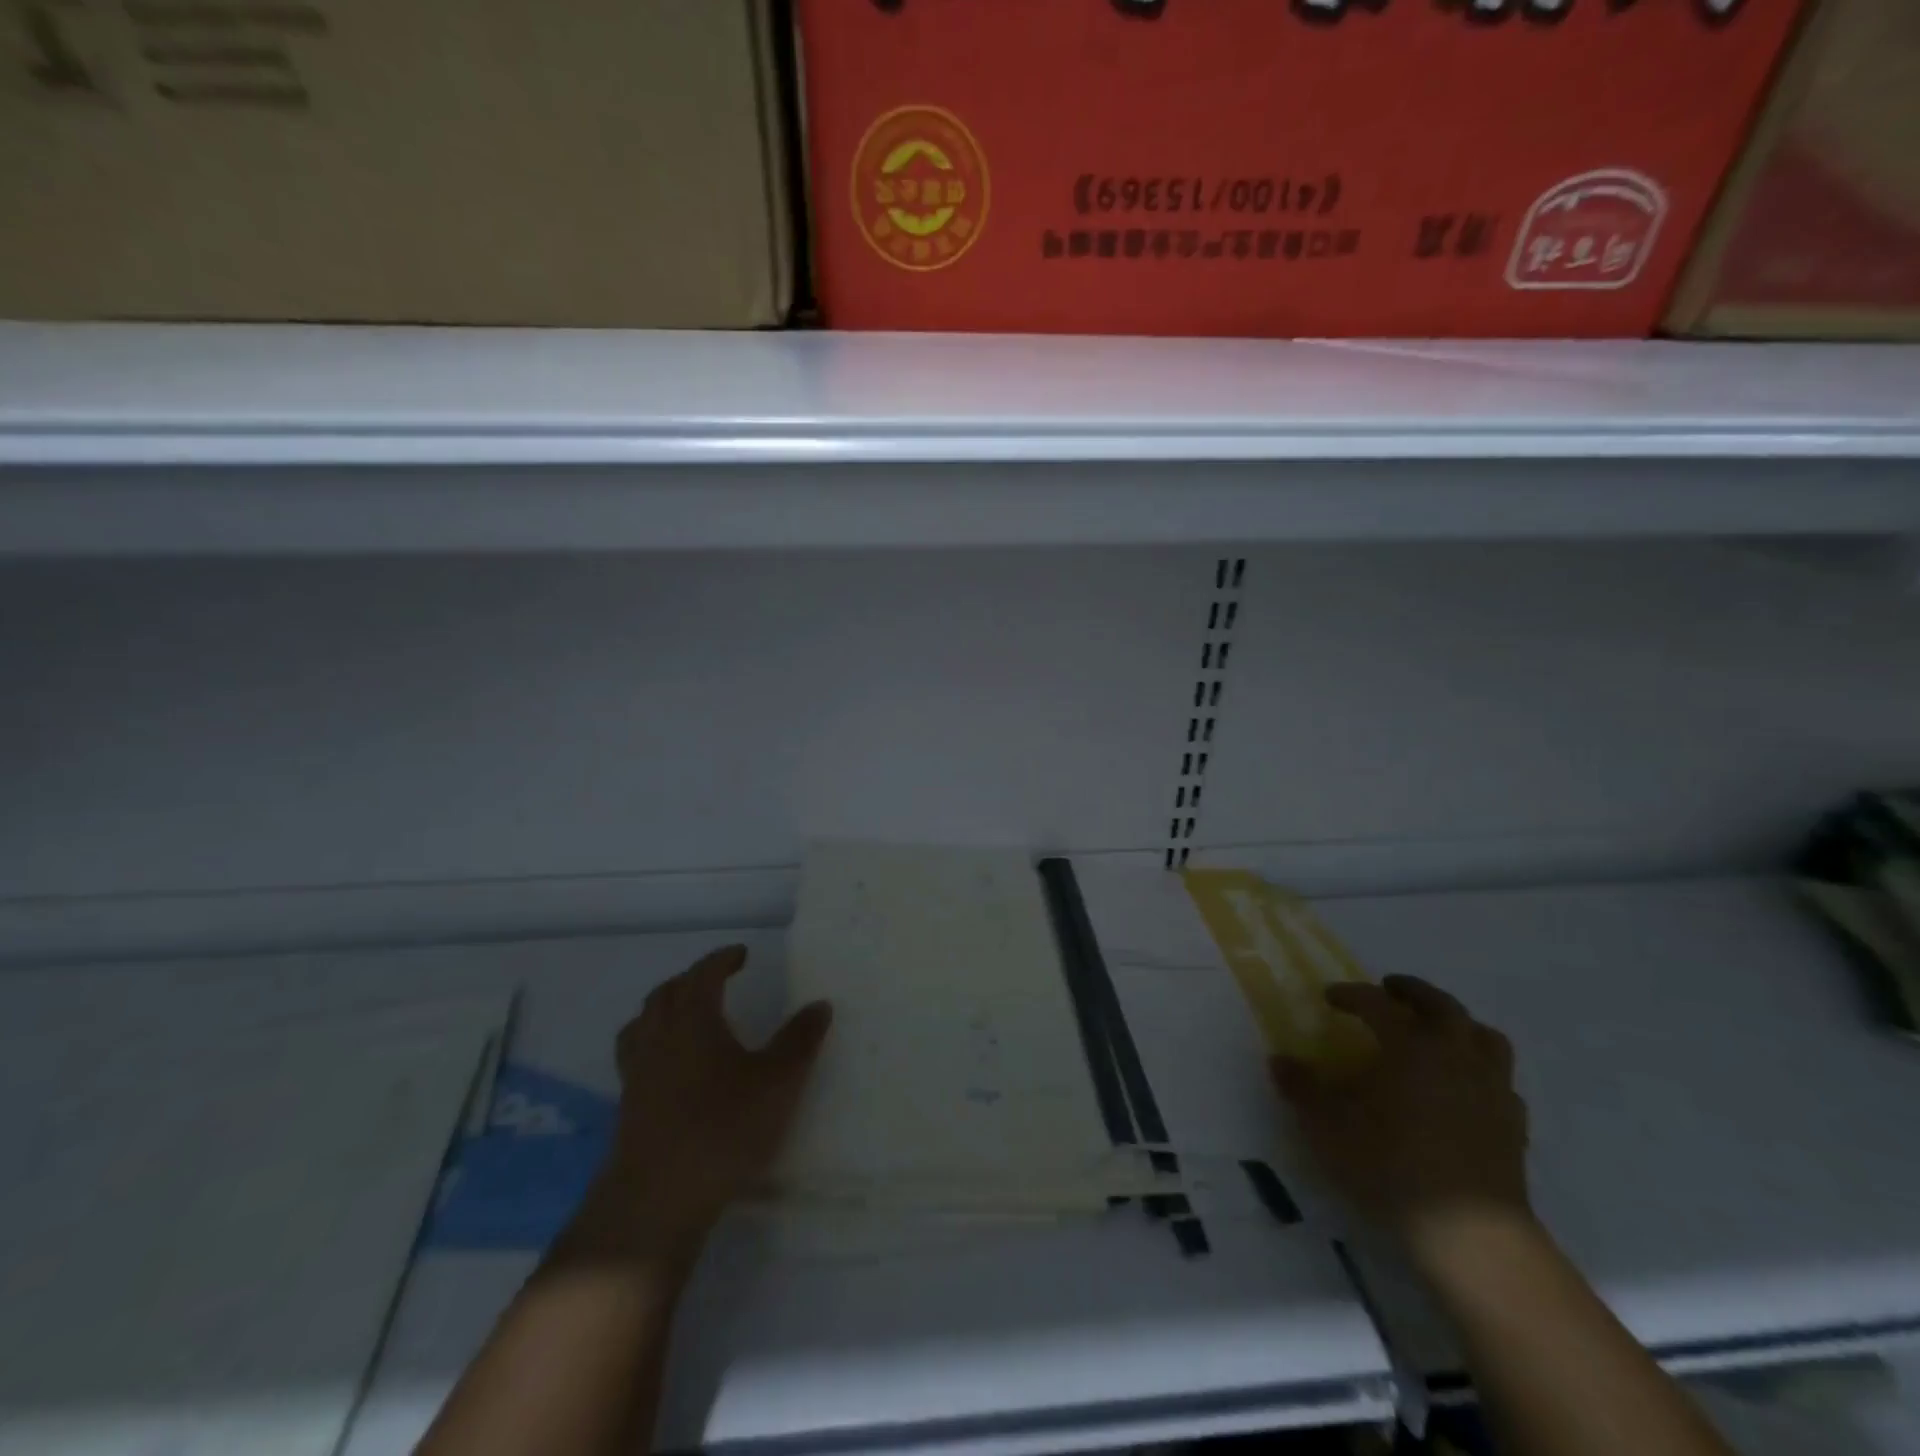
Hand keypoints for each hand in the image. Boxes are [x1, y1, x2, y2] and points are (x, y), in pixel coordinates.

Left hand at [576, 945, 832, 1259]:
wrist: (657, 1199)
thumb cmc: (723, 1127)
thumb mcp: (778, 1082)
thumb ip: (800, 1040)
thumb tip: (820, 1004)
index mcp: (694, 1018)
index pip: (704, 973)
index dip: (722, 959)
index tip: (741, 955)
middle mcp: (659, 1036)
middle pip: (667, 993)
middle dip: (692, 979)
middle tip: (717, 980)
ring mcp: (637, 1072)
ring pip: (643, 1023)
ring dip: (665, 1008)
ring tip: (686, 1015)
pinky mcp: (627, 1106)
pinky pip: (635, 1056)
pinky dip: (652, 1044)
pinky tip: (670, 1067)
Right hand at [1272, 975, 1530, 1262]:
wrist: (1471, 1234)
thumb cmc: (1390, 1165)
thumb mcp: (1326, 1125)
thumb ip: (1301, 1088)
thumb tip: (1279, 1060)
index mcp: (1409, 1045)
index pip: (1376, 1003)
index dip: (1350, 994)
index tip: (1329, 997)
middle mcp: (1454, 1055)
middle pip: (1441, 1005)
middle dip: (1413, 991)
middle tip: (1390, 989)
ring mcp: (1491, 1089)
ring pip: (1484, 1036)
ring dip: (1458, 1024)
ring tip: (1436, 1031)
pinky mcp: (1513, 1125)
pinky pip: (1500, 1081)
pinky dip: (1480, 1071)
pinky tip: (1463, 1088)